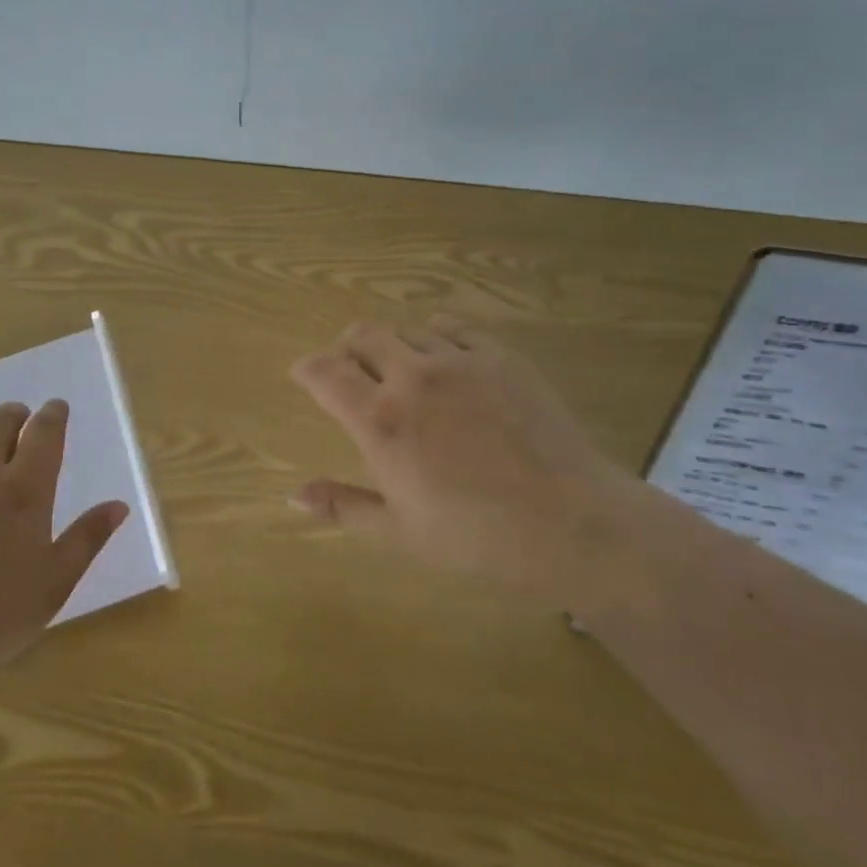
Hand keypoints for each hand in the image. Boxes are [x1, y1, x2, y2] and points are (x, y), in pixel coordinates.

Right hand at [290, 315, 643, 604]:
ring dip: (392, 347)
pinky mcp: (499, 356)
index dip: (306, 369)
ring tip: (403, 376)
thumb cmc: (479, 539)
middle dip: (346, 349)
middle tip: (352, 374)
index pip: (324, 372)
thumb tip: (292, 496)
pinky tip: (444, 362)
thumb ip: (342, 506)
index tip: (304, 376)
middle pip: (361, 335)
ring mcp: (459, 360)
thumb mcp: (400, 533)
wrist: (574, 525)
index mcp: (380, 421)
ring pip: (406, 329)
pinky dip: (434, 337)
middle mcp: (412, 377)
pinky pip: (451, 327)